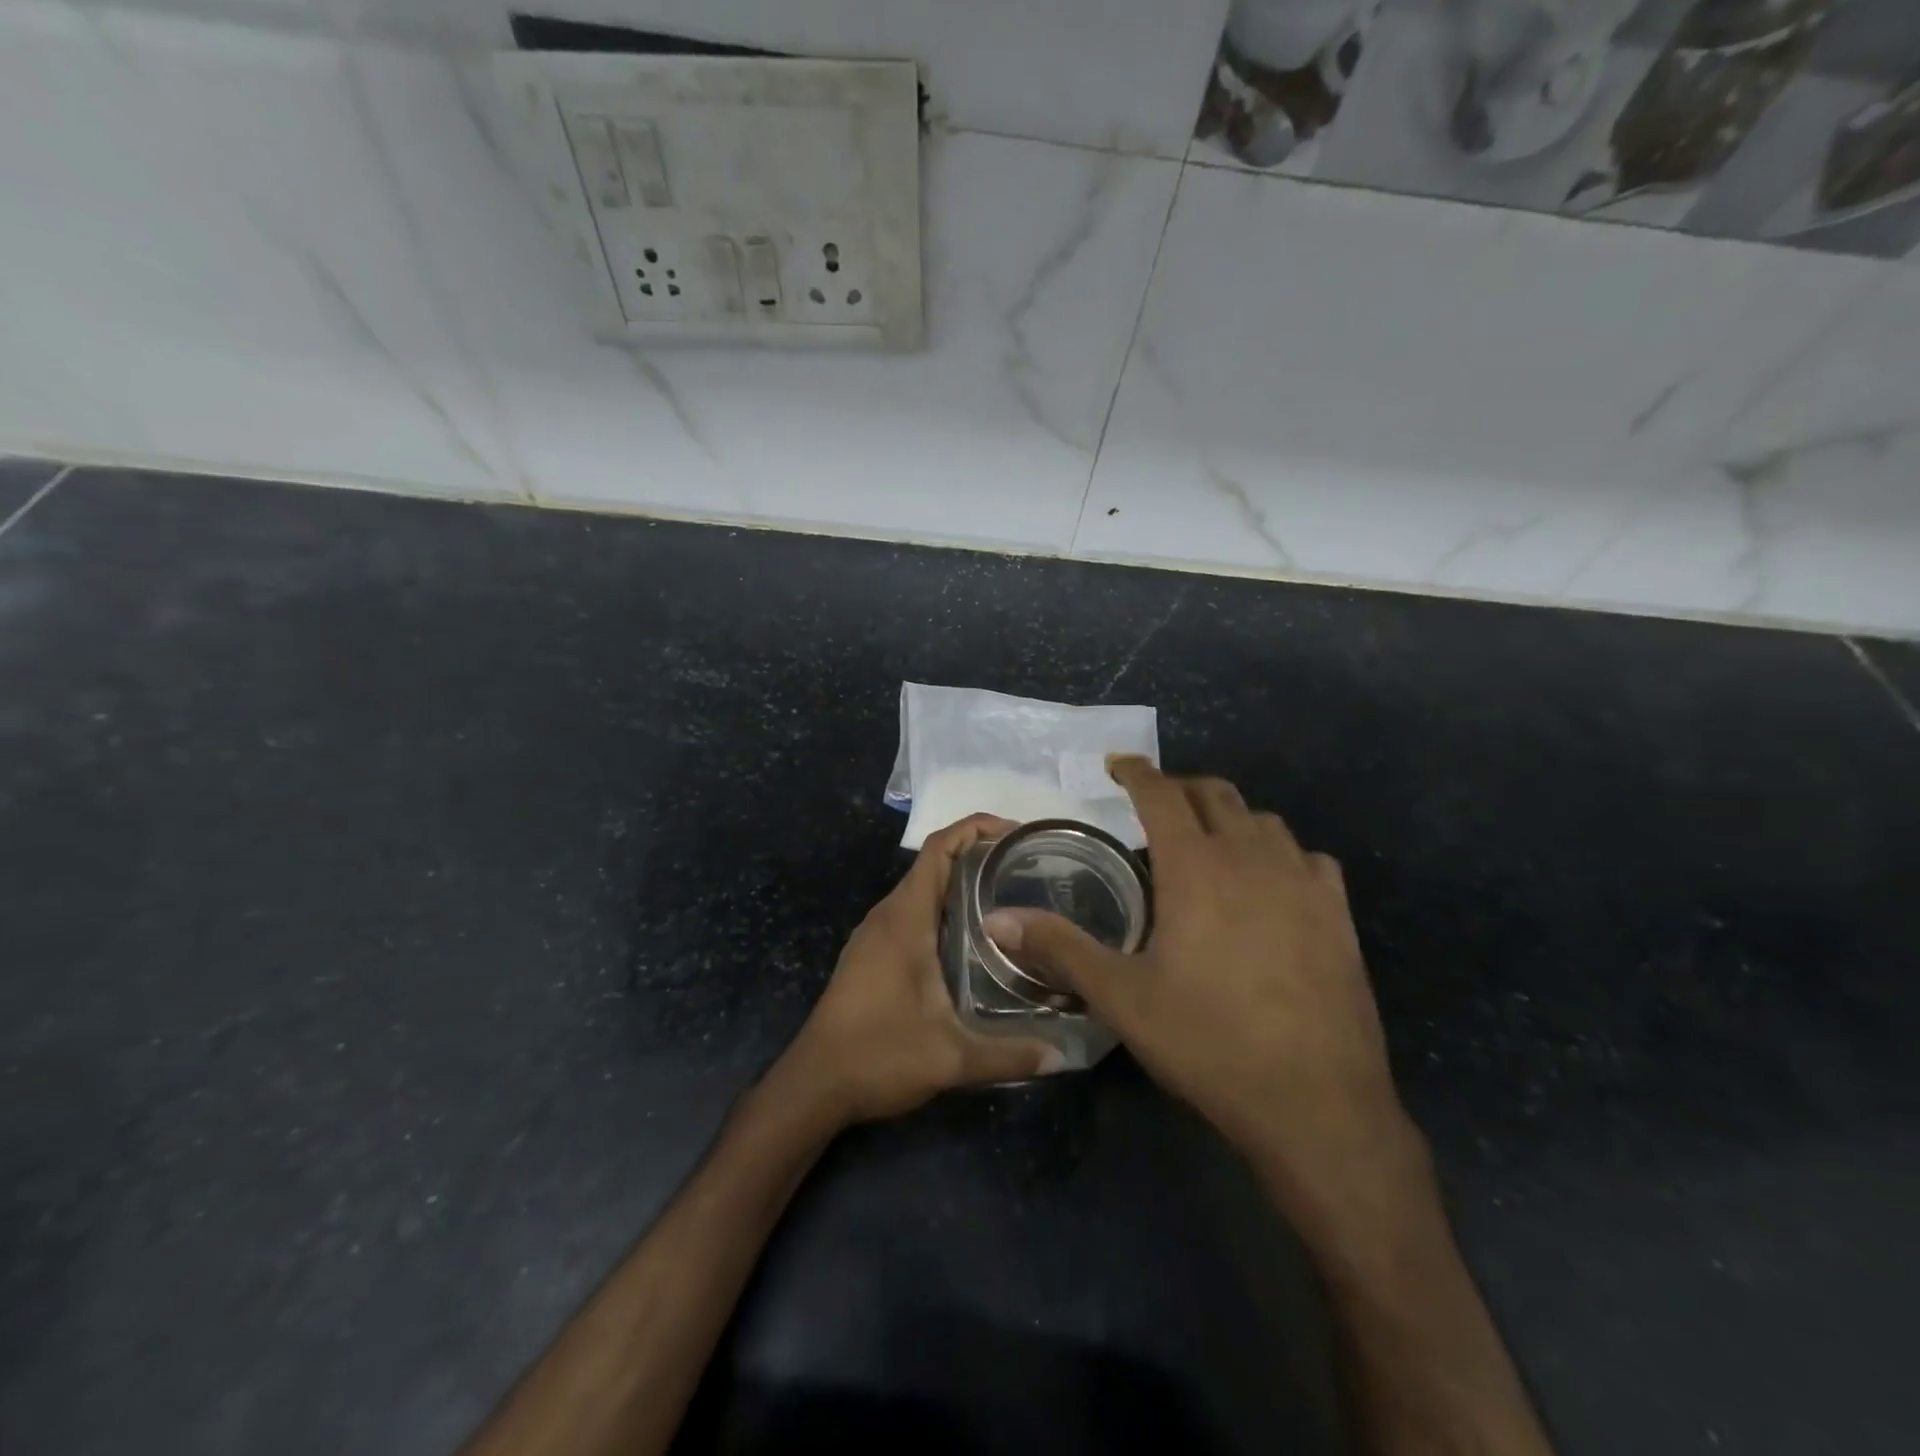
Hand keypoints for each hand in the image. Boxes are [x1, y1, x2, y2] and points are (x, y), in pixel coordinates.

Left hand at [776, 814, 1060, 1126]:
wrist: (813, 1085)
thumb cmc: (877, 1056)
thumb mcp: (950, 1058)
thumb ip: (1008, 1055)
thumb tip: (1063, 1056)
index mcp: (904, 919)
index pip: (939, 849)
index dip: (976, 828)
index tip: (1016, 833)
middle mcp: (888, 915)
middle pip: (933, 863)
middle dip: (977, 853)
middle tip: (1026, 866)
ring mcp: (875, 934)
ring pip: (922, 888)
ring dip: (959, 881)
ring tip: (1008, 893)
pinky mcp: (872, 954)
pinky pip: (912, 911)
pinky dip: (943, 906)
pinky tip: (972, 935)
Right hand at [983, 758, 1420, 1210]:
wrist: (1317, 1104)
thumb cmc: (1208, 1042)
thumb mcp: (1122, 998)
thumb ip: (1059, 949)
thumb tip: (997, 920)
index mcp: (1196, 867)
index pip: (1162, 794)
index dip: (1136, 772)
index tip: (1116, 764)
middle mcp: (1252, 858)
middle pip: (1215, 794)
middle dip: (1180, 788)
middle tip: (1154, 805)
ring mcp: (1304, 883)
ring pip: (1264, 820)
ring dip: (1229, 818)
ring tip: (1207, 844)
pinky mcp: (1339, 914)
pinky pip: (1308, 858)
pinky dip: (1279, 853)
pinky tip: (1270, 884)